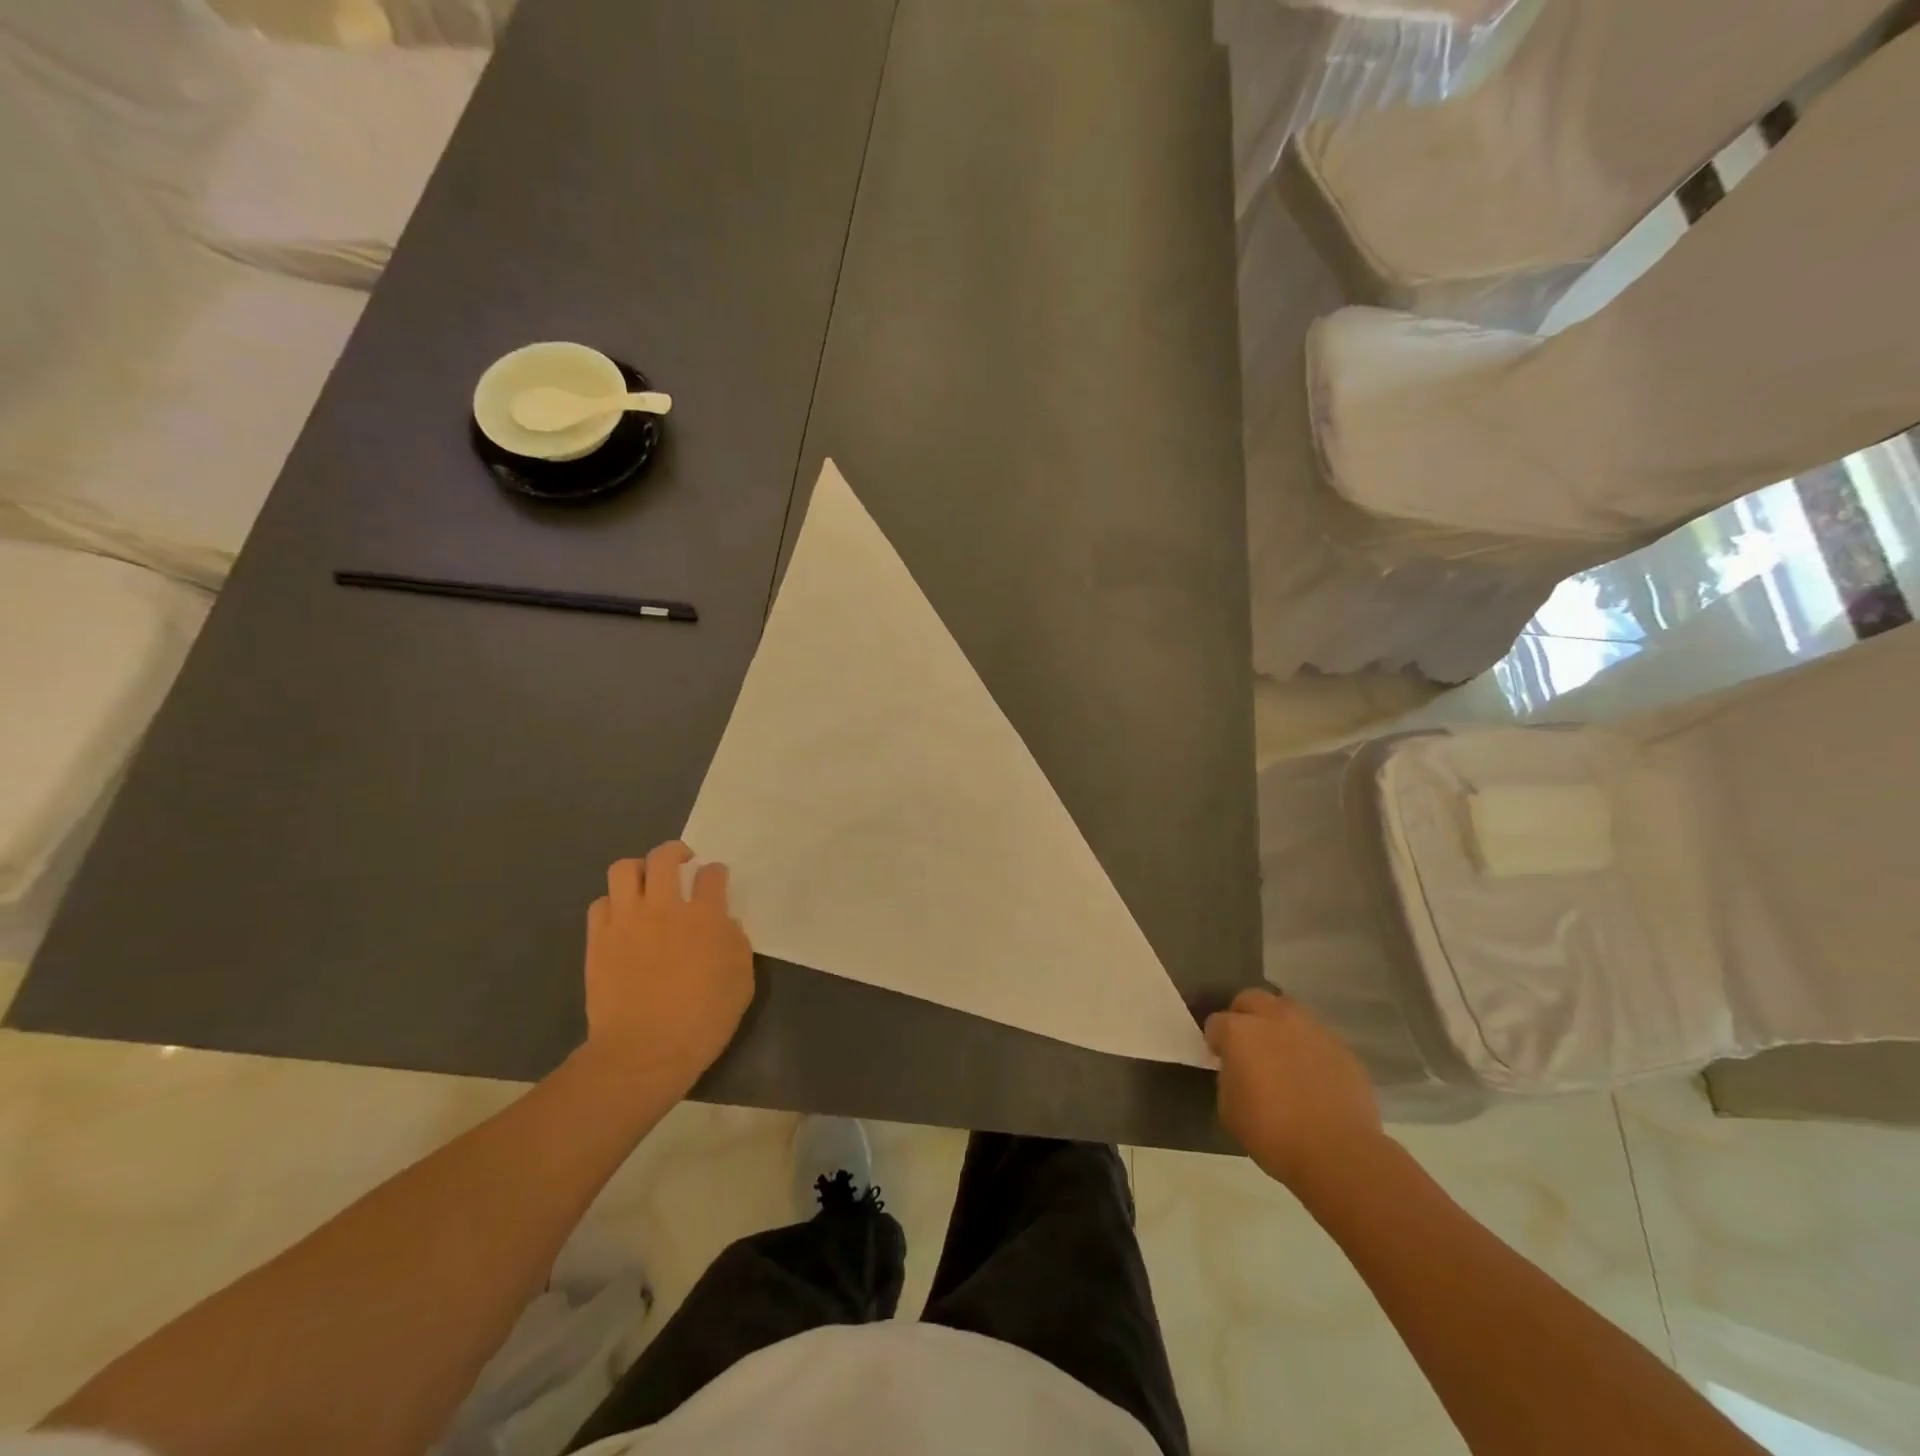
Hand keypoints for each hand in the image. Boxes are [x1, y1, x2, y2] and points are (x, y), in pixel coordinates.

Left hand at [584, 841, 754, 1098]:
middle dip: (676, 853)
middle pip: (664, 857)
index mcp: (705, 916)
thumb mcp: (741, 982)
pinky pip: (600, 903)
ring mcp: (626, 921)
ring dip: (638, 871)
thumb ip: (736, 944)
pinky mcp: (598, 939)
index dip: (716, 874)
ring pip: (624, 869)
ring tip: (646, 885)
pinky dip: (612, 904)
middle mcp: (664, 907)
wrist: (644, 1052)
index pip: (712, 874)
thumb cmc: (702, 1020)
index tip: (716, 882)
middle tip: (682, 865)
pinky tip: (622, 918)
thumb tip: (724, 925)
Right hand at [1206, 988, 1384, 1191]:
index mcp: (1240, 1031)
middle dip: (1244, 1015)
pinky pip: (1317, 1038)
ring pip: (1288, 1010)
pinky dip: (1309, 1048)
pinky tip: (1312, 1075)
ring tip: (1282, 1054)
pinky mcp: (1342, 1048)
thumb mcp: (1229, 1108)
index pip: (1216, 1022)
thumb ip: (1228, 1076)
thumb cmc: (1272, 1133)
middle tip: (1247, 1044)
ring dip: (1279, 1025)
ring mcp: (1312, 1030)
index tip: (1220, 1058)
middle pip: (1252, 999)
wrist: (1338, 1153)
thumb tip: (1237, 1069)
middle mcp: (1274, 1019)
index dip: (1215, 1041)